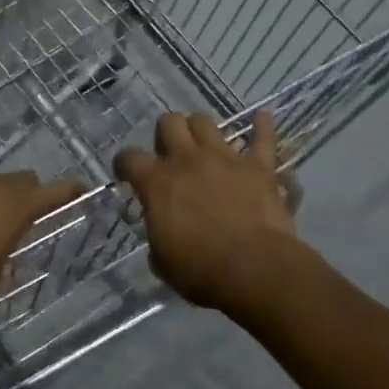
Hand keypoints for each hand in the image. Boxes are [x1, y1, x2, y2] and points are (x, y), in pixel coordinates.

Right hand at [115, 111, 304, 312]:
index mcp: (158, 183)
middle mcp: (188, 160)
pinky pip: (262, 138)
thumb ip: (158, 236)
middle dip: (167, 132)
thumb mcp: (164, 262)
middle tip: (171, 152)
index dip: (125, 162)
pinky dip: (263, 126)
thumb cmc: (202, 271)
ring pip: (206, 121)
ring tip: (205, 142)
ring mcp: (224, 157)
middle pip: (170, 122)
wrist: (254, 269)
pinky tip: (263, 117)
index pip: (129, 158)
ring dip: (201, 129)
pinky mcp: (258, 165)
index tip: (127, 171)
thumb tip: (161, 231)